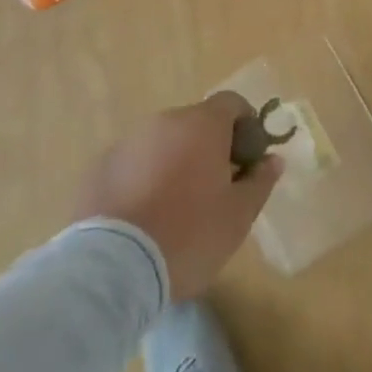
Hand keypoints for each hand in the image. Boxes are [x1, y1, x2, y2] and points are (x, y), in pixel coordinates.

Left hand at [71, 92, 283, 299]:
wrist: (112, 268)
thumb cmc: (188, 236)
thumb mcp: (238, 217)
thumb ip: (260, 182)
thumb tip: (273, 160)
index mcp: (203, 124)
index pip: (232, 103)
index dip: (245, 125)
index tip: (246, 159)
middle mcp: (165, 121)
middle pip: (195, 124)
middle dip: (207, 149)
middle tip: (212, 191)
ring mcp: (128, 142)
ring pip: (161, 144)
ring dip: (173, 164)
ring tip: (172, 211)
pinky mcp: (99, 168)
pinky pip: (131, 165)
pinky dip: (141, 181)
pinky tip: (140, 220)